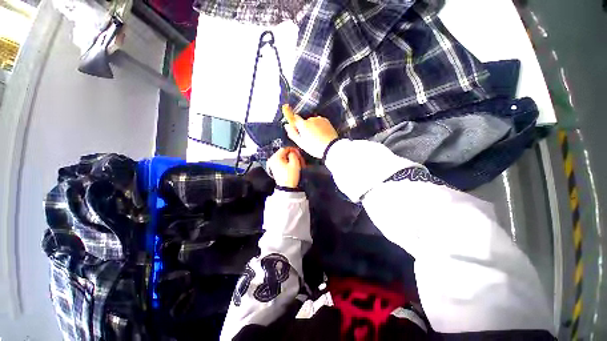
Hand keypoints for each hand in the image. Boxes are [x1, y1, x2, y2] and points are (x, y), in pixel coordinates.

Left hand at [268, 147, 304, 187]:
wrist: (286, 189)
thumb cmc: (290, 175)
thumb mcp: (295, 163)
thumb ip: (294, 154)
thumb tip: (293, 152)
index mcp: (275, 157)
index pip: (284, 149)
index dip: (292, 149)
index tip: (298, 152)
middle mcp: (272, 160)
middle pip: (283, 153)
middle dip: (291, 155)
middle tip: (298, 157)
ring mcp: (272, 165)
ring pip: (282, 158)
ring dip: (289, 159)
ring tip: (296, 162)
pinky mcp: (275, 170)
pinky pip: (281, 163)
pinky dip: (287, 163)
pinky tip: (292, 166)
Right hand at [283, 105, 338, 158]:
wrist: (331, 147)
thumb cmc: (314, 147)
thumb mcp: (301, 143)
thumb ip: (292, 133)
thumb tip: (286, 125)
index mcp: (303, 125)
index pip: (294, 117)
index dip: (289, 114)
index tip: (285, 107)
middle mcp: (310, 119)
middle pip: (304, 121)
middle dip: (304, 127)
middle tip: (307, 137)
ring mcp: (319, 119)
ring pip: (312, 121)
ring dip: (312, 127)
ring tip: (316, 137)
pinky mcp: (326, 121)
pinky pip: (319, 122)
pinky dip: (318, 126)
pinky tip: (321, 134)